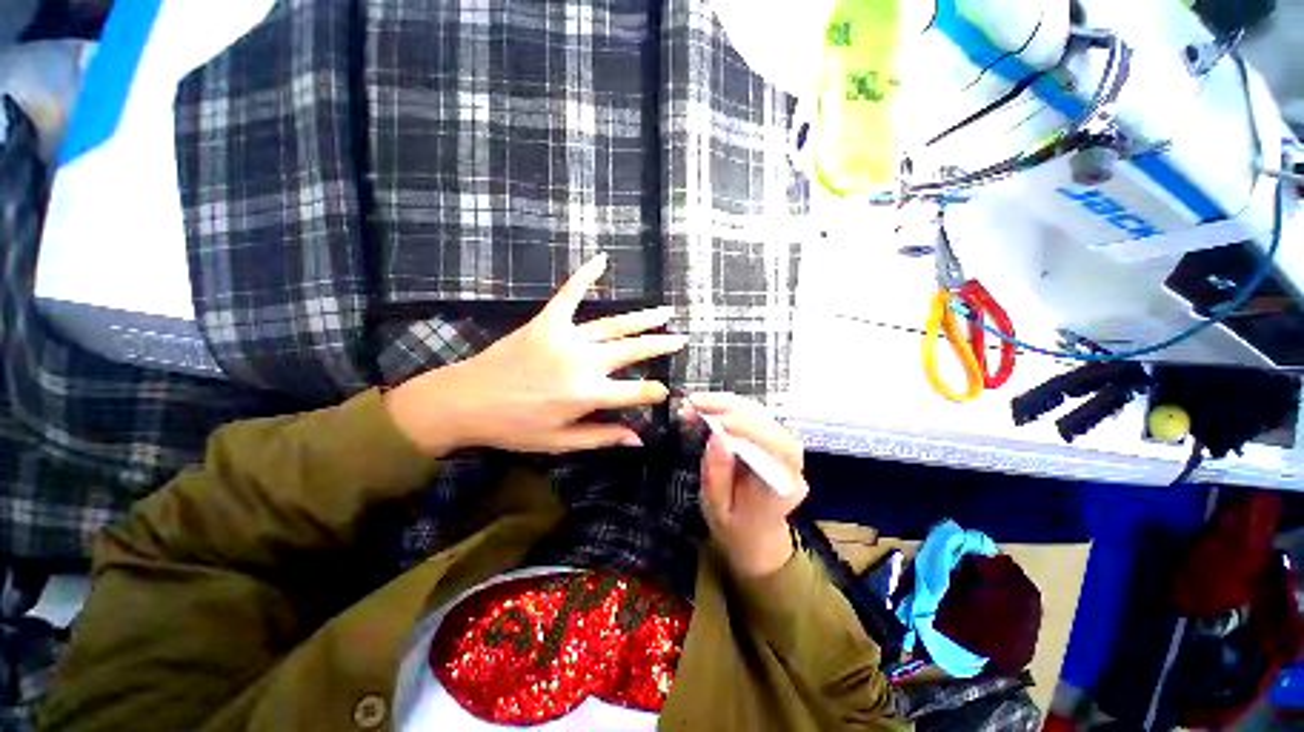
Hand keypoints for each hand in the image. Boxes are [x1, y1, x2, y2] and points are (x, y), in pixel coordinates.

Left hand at [386, 253, 685, 454]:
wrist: (466, 401)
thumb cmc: (515, 427)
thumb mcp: (561, 442)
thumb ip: (602, 437)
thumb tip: (639, 439)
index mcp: (588, 394)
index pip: (637, 392)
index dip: (655, 392)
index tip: (665, 391)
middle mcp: (584, 362)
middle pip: (633, 351)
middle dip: (660, 345)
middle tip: (680, 339)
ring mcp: (566, 337)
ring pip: (613, 325)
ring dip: (642, 318)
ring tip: (664, 311)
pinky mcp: (547, 321)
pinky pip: (570, 294)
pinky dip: (585, 275)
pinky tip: (602, 260)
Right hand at [687, 393, 809, 577]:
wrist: (754, 533)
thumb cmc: (737, 527)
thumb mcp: (718, 511)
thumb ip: (717, 477)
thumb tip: (716, 435)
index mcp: (784, 488)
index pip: (780, 451)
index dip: (753, 431)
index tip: (720, 423)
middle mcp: (790, 462)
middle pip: (769, 424)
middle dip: (730, 408)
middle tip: (695, 403)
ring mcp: (782, 447)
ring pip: (760, 414)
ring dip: (726, 404)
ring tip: (695, 404)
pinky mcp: (769, 438)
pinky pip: (752, 416)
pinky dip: (728, 407)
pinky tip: (707, 407)